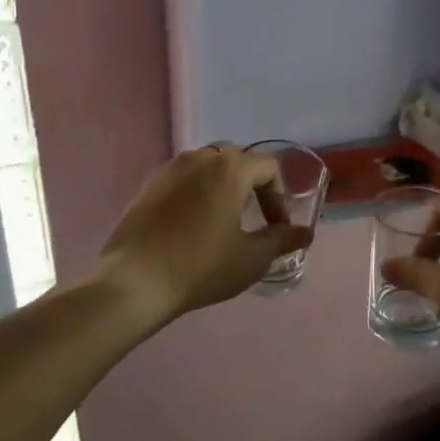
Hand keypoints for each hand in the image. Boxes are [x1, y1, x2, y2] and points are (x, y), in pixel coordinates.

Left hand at [96, 145, 311, 322]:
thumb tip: (305, 233)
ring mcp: (170, 170)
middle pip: (237, 159)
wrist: (134, 282)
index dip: (280, 196)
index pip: (268, 166)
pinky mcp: (148, 186)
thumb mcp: (251, 258)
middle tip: (254, 217)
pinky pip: (183, 179)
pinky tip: (192, 226)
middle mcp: (200, 158)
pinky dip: (197, 192)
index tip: (277, 227)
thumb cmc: (201, 266)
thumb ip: (281, 240)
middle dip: (252, 184)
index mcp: (229, 168)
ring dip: (223, 185)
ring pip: (207, 166)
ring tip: (224, 219)